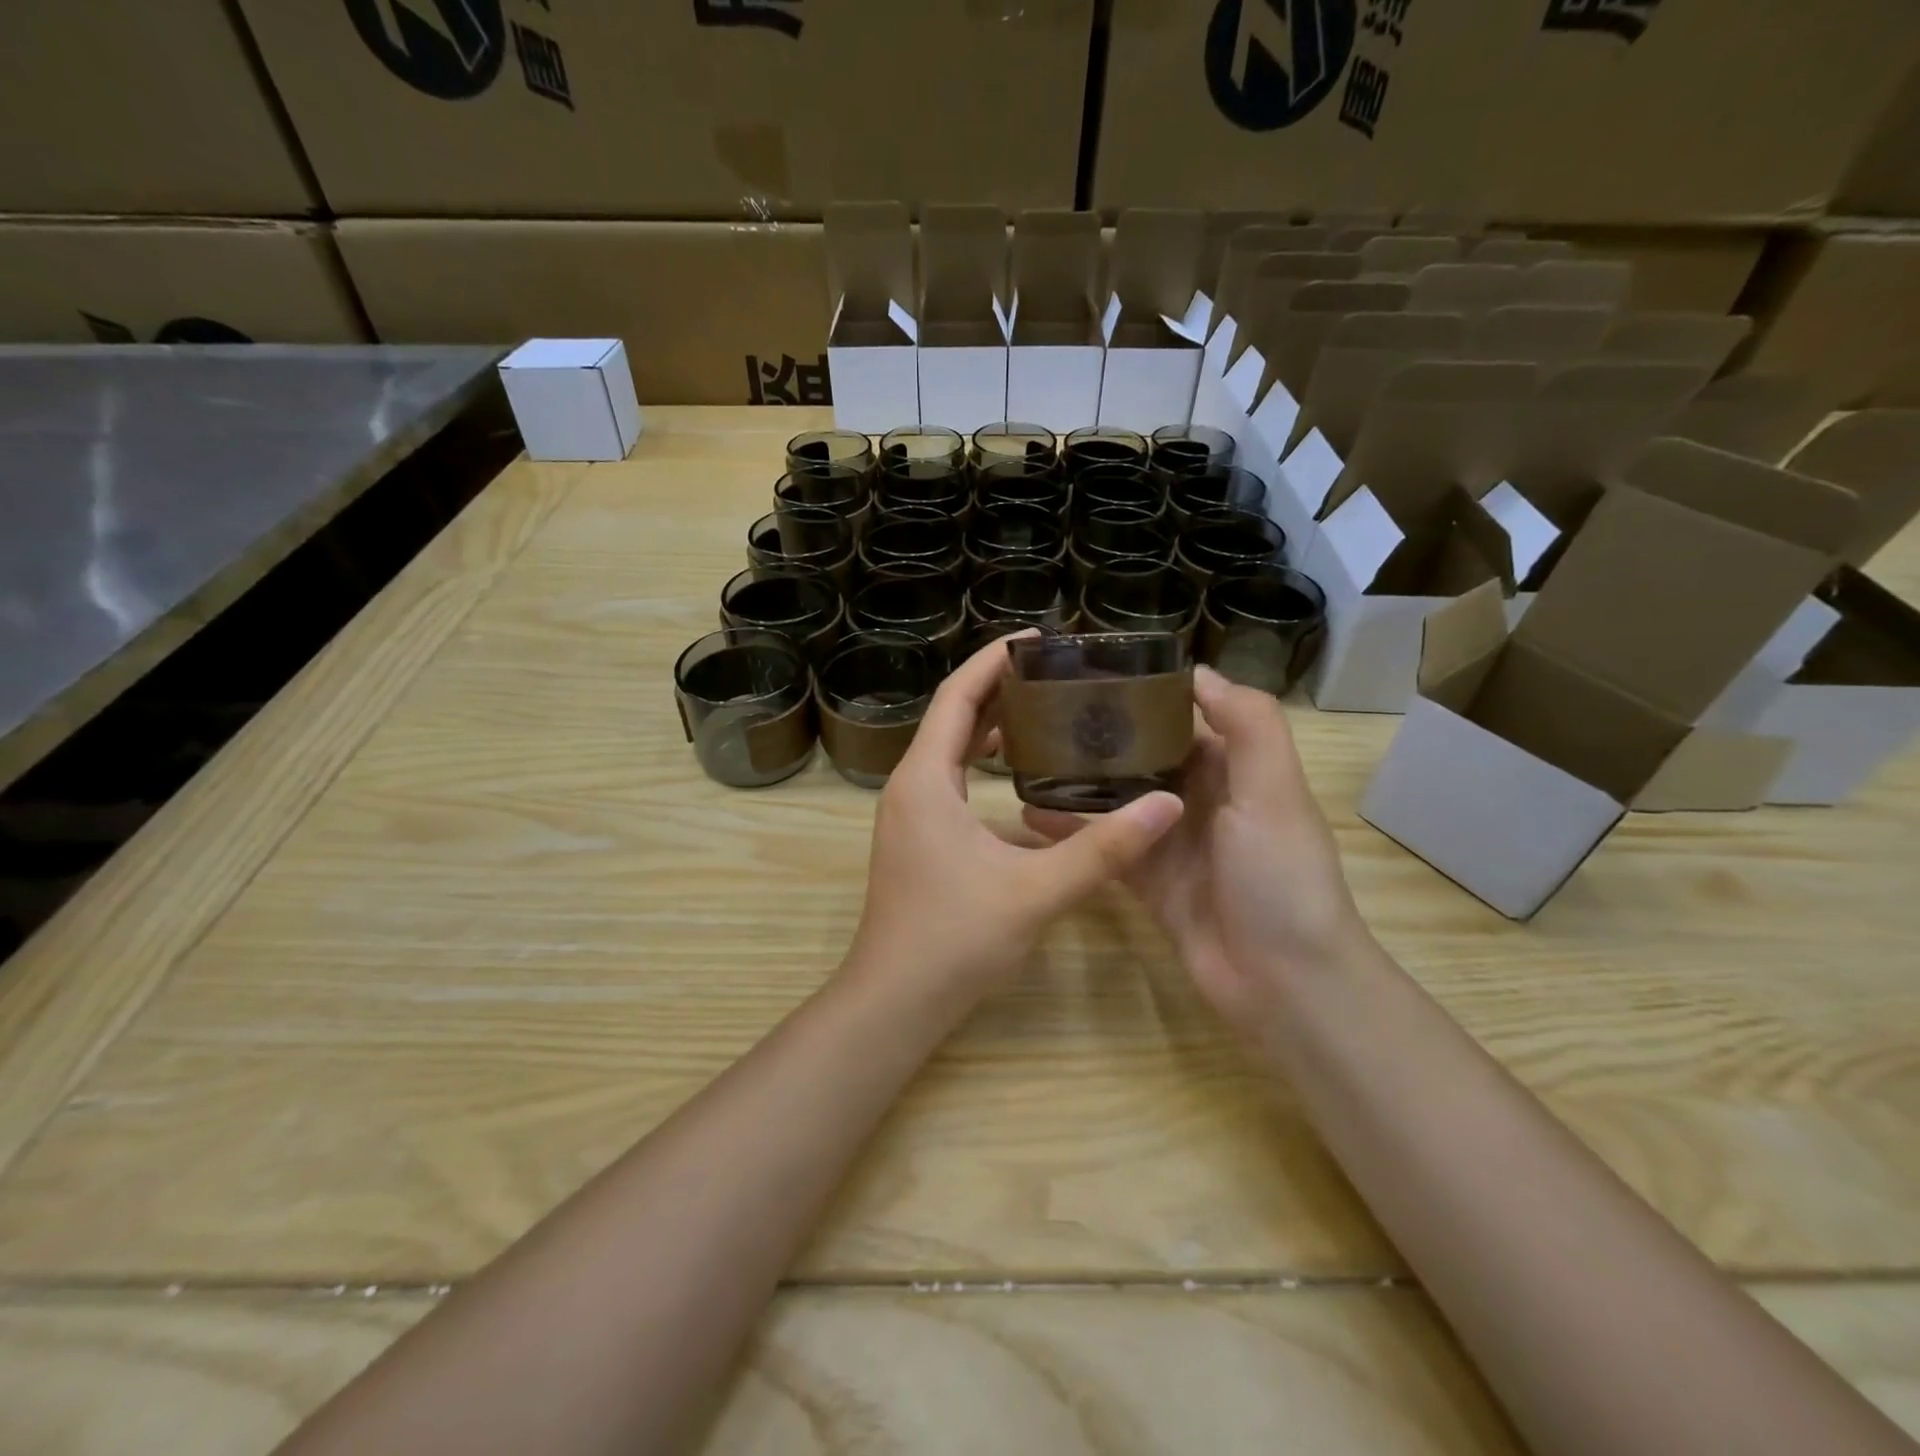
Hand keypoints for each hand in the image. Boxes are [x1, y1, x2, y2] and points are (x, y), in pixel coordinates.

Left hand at [844, 634, 1183, 1014]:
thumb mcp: (1036, 891)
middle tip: (1056, 673)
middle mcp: (910, 786)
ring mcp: (910, 813)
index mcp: (926, 780)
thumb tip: (1166, 804)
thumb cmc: (954, 940)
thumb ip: (1103, 848)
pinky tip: (1023, 776)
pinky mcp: (917, 838)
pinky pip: (950, 780)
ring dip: (991, 726)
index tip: (1039, 638)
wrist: (895, 1000)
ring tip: (1047, 711)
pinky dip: (983, 763)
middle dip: (999, 687)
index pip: (957, 696)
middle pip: (953, 716)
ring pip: (950, 749)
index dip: (994, 660)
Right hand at [1024, 666, 1372, 1042]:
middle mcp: (1201, 798)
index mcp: (1234, 769)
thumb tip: (1196, 671)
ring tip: (1024, 758)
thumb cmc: (1279, 877)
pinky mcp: (1146, 880)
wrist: (1283, 984)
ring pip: (1117, 799)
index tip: (1090, 674)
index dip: (1143, 694)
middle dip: (1100, 736)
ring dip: (1079, 781)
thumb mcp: (1273, 791)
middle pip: (1142, 756)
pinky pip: (1105, 845)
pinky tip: (1027, 816)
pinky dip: (1071, 832)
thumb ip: (1248, 724)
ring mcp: (1170, 841)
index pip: (1184, 717)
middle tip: (1039, 715)